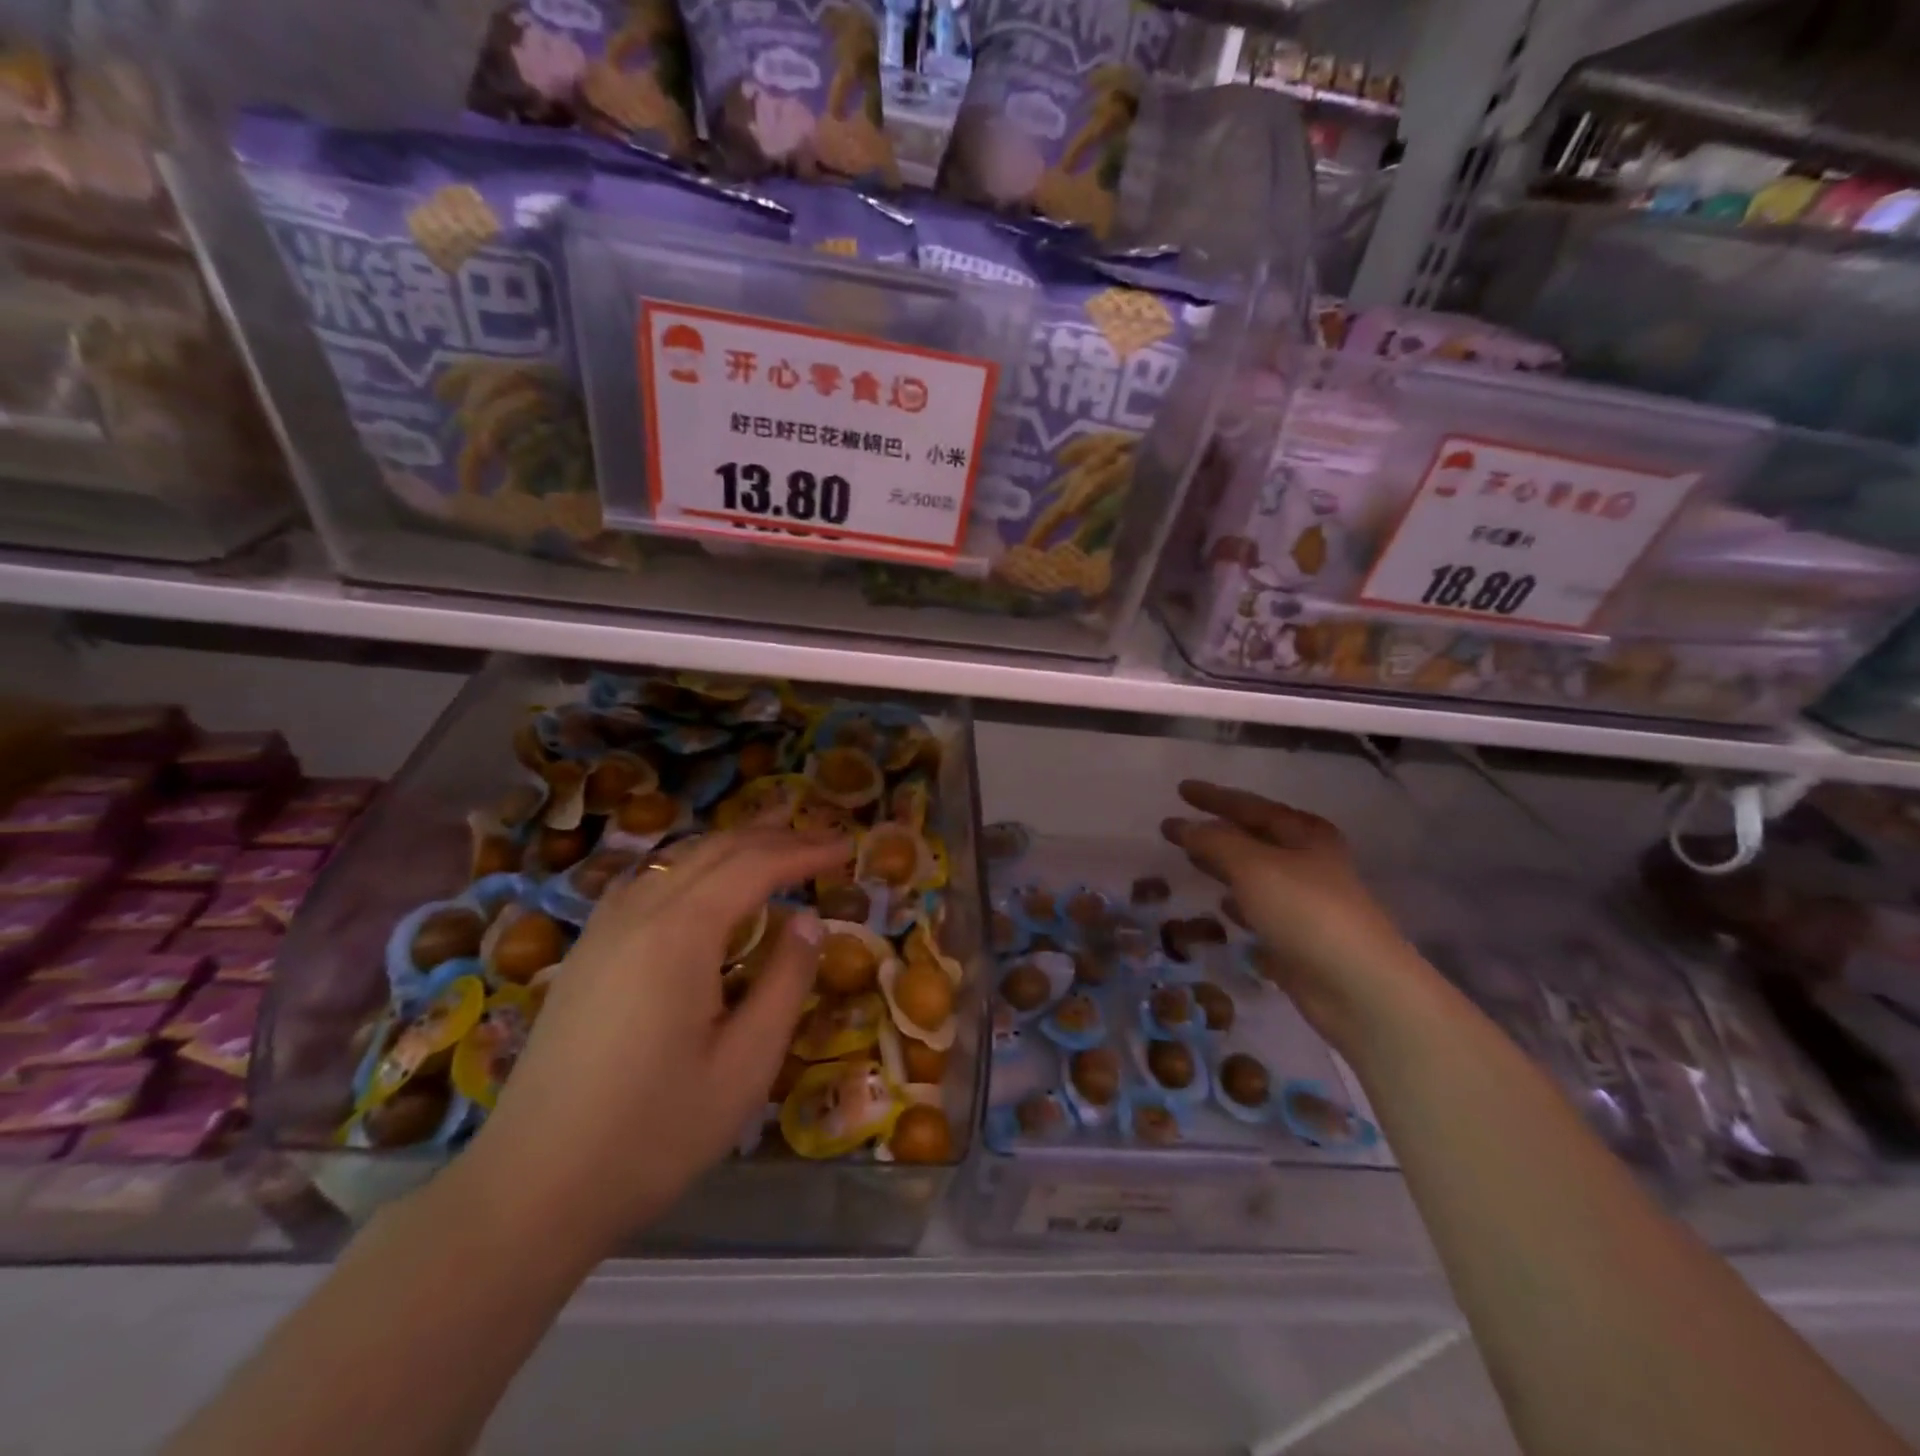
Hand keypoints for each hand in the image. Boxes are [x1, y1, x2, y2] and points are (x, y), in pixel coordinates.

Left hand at [461, 827, 848, 1253]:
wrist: (531, 1190)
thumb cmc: (653, 1133)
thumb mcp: (745, 1065)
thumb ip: (785, 981)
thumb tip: (809, 921)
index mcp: (681, 933)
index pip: (755, 866)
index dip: (805, 850)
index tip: (847, 848)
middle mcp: (638, 913)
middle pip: (715, 850)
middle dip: (773, 837)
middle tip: (822, 838)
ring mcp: (602, 930)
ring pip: (676, 859)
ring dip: (731, 845)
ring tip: (773, 842)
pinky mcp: (585, 954)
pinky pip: (647, 882)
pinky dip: (690, 866)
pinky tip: (701, 884)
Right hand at [1162, 781, 1440, 1051]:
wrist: (1358, 987)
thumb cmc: (1306, 911)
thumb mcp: (1252, 866)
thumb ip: (1213, 841)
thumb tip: (1178, 825)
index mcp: (1305, 835)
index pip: (1251, 806)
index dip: (1214, 797)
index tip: (1180, 789)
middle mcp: (1308, 863)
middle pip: (1255, 838)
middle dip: (1217, 830)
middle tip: (1178, 826)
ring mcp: (1306, 903)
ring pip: (1255, 874)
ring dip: (1224, 866)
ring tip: (1190, 859)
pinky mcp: (1299, 938)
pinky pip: (1260, 911)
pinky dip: (1239, 904)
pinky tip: (1221, 907)